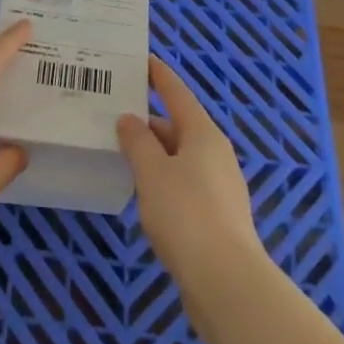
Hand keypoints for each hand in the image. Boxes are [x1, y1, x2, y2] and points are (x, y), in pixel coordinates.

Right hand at [117, 56, 266, 295]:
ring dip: (155, 154)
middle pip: (179, 127)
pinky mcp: (217, 218)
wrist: (227, 283)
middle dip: (149, 122)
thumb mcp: (152, 172)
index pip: (178, 93)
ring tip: (123, 154)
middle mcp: (216, 154)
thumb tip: (130, 119)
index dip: (159, 76)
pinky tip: (144, 195)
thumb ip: (137, 142)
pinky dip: (164, 181)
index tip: (144, 60)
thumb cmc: (186, 215)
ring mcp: (220, 187)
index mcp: (203, 134)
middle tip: (116, 116)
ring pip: (181, 159)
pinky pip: (185, 185)